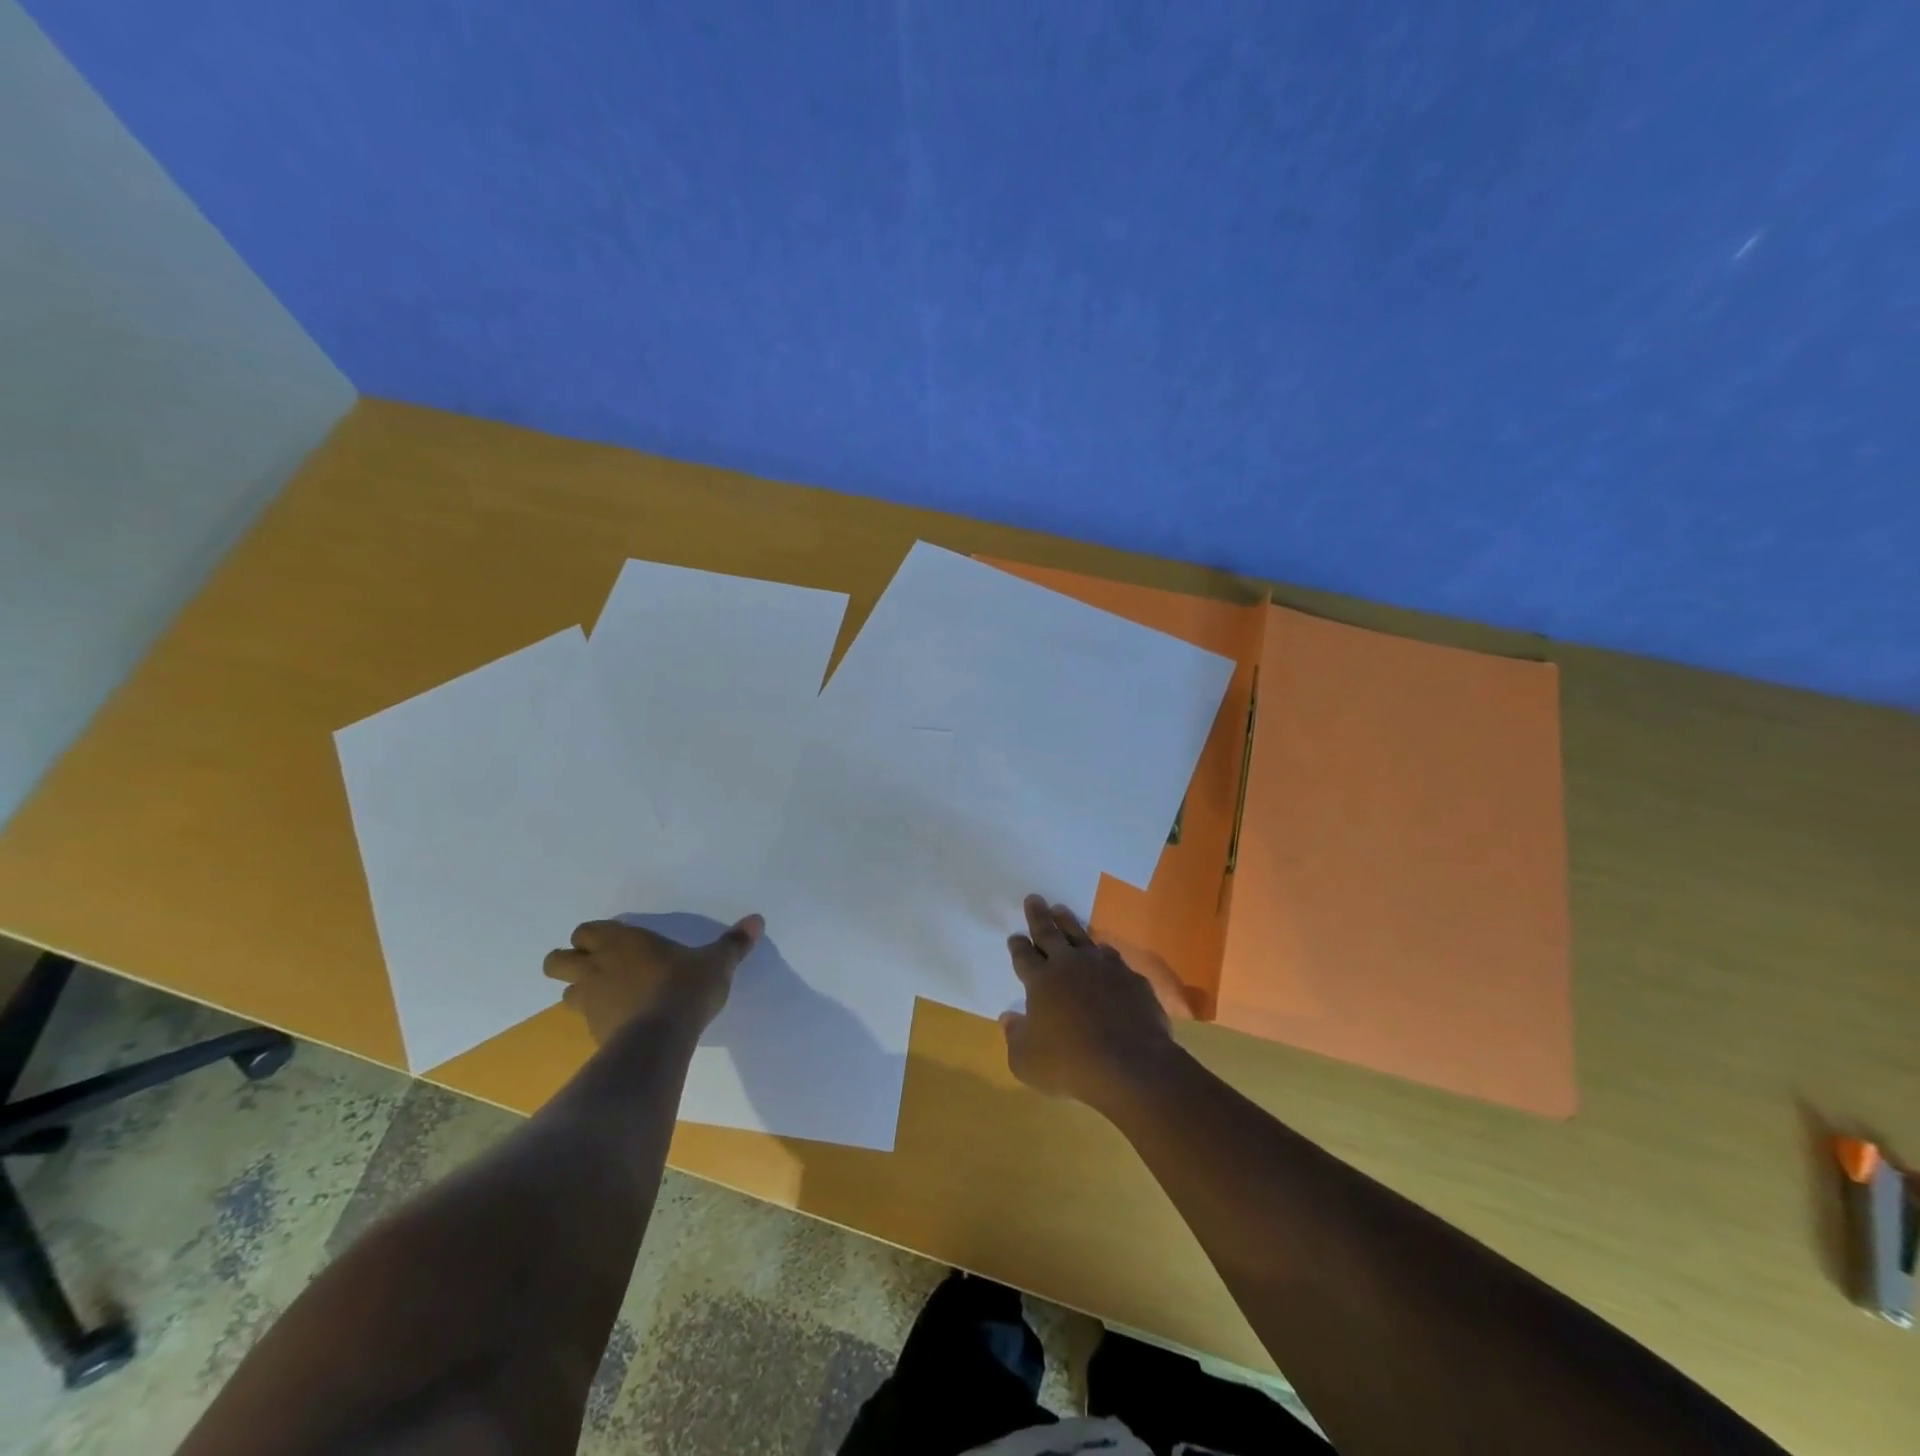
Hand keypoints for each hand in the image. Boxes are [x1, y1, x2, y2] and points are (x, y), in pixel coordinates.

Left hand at [543, 914, 762, 1043]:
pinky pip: (584, 1021)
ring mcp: (589, 1002)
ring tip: (607, 996)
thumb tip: (757, 920)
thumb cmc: (685, 986)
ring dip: (579, 992)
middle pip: (556, 961)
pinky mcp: (592, 1031)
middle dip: (570, 962)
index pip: (585, 931)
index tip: (615, 942)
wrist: (662, 1036)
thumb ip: (733, 942)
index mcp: (621, 941)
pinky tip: (620, 1023)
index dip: (594, 936)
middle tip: (598, 967)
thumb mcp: (716, 961)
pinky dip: (595, 1019)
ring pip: (564, 993)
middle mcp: (596, 967)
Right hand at [1001, 896, 1180, 1112]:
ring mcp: (1104, 969)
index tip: (1014, 936)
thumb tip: (1008, 1019)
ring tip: (1062, 911)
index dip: (1017, 946)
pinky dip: (1104, 953)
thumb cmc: (1070, 1065)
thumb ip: (1014, 1037)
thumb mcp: (1026, 1061)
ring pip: (1082, 937)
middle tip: (1034, 898)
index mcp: (1041, 981)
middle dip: (1039, 916)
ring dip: (1070, 924)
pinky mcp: (1131, 979)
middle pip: (1050, 934)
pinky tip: (1104, 952)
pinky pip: (1113, 959)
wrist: (1131, 1066)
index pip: (1024, 956)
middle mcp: (1070, 966)